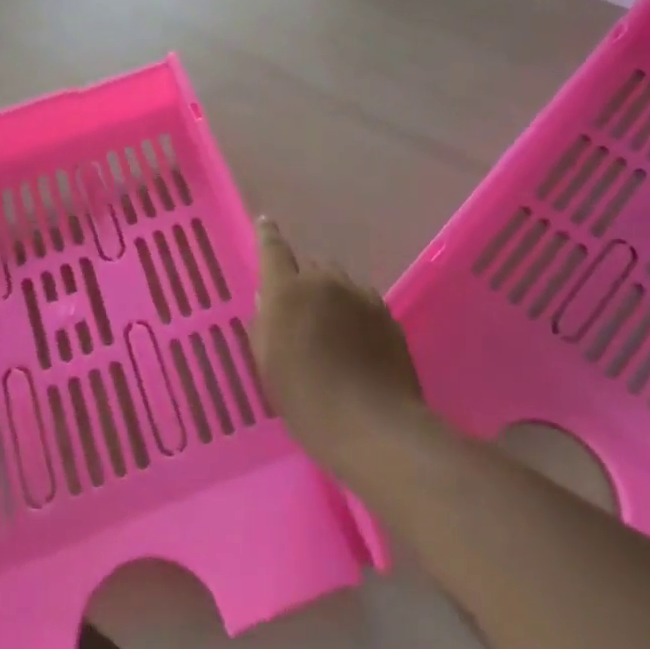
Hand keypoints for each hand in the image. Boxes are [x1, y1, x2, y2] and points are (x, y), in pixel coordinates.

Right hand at [253, 217, 426, 484]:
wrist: (373, 425)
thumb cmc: (307, 401)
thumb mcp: (269, 366)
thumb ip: (264, 326)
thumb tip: (268, 302)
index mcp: (287, 291)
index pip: (273, 249)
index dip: (267, 235)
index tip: (265, 223)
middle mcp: (324, 282)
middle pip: (310, 265)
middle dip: (301, 278)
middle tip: (297, 309)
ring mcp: (360, 295)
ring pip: (338, 281)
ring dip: (329, 293)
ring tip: (327, 326)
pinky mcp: (386, 313)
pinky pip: (361, 299)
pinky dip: (352, 309)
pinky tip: (353, 339)